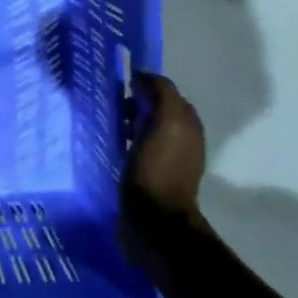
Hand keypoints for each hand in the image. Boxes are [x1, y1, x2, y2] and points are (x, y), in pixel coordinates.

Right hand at [125, 75, 205, 218]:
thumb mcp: (166, 121)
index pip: (167, 93)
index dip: (146, 86)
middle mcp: (182, 139)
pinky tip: (111, 144)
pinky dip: (124, 140)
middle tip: (112, 105)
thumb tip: (143, 78)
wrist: (153, 219)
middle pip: (156, 110)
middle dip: (135, 103)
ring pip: (145, 128)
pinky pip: (136, 146)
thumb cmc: (157, 167)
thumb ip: (161, 93)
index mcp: (188, 125)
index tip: (122, 87)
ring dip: (128, 122)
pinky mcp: (149, 174)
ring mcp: (166, 158)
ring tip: (108, 124)